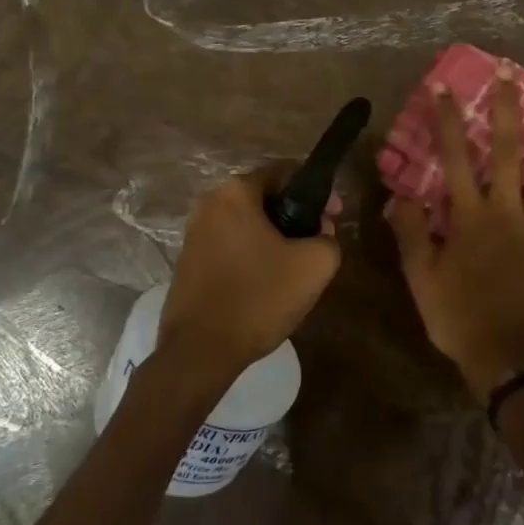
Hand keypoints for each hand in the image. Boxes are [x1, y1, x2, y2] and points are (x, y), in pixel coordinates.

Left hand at [157, 164, 340, 391]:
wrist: (200, 351)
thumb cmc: (259, 297)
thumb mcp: (314, 265)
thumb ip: (329, 238)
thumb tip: (321, 234)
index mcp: (235, 192)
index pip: (285, 172)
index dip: (318, 192)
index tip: (335, 216)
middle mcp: (209, 204)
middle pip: (265, 199)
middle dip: (296, 217)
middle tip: (319, 244)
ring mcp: (194, 234)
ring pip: (248, 225)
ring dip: (275, 238)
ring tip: (297, 268)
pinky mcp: (188, 263)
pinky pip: (231, 247)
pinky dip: (253, 256)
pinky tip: (268, 284)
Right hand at [389, 65, 523, 401]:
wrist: (509, 358)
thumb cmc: (460, 317)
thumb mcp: (421, 279)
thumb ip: (409, 233)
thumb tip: (399, 194)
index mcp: (470, 217)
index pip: (455, 157)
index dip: (448, 120)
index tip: (443, 86)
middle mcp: (508, 211)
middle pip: (509, 151)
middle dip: (507, 107)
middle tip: (509, 70)